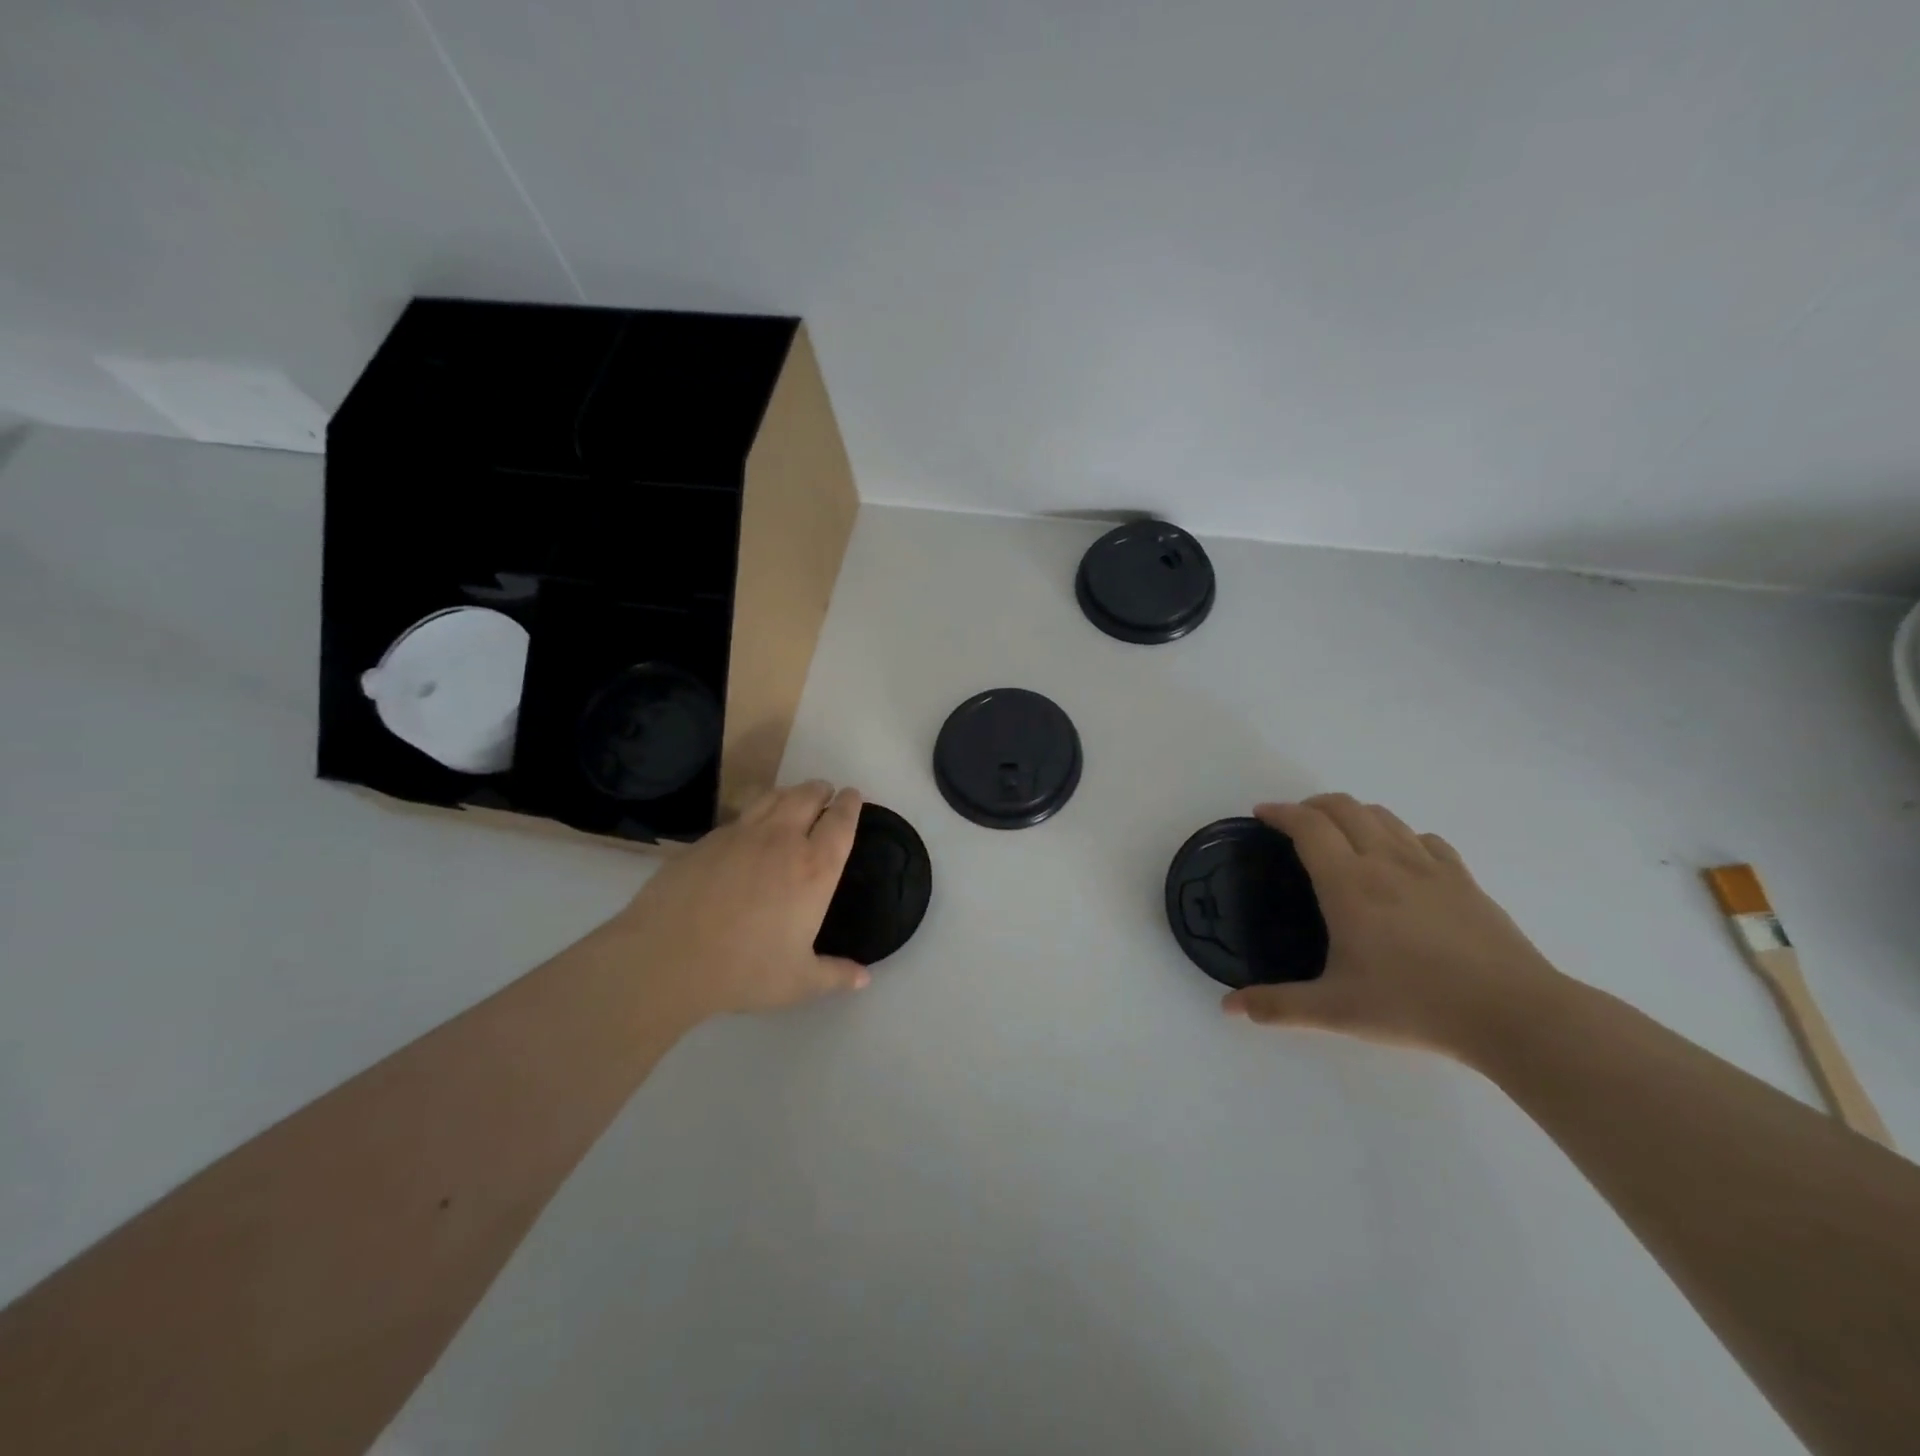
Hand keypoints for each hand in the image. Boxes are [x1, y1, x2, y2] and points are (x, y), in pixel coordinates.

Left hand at [594, 780, 870, 1021]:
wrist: (668, 957)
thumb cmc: (745, 970)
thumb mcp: (798, 981)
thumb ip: (835, 976)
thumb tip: (864, 979)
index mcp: (814, 869)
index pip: (840, 822)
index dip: (849, 804)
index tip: (852, 796)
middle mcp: (782, 841)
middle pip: (807, 796)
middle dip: (820, 790)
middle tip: (824, 793)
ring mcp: (741, 835)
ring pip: (773, 797)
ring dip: (789, 793)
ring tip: (792, 800)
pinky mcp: (707, 840)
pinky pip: (740, 815)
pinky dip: (755, 812)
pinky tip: (749, 829)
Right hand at [1221, 794, 1563, 1058]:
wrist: (1514, 1014)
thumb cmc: (1415, 1005)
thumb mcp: (1336, 1011)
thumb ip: (1277, 1006)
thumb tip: (1229, 1008)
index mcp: (1348, 883)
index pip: (1308, 826)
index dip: (1280, 812)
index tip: (1261, 814)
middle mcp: (1385, 861)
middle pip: (1344, 807)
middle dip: (1312, 805)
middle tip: (1294, 823)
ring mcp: (1430, 866)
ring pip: (1384, 816)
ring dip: (1353, 814)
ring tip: (1340, 835)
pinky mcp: (1464, 880)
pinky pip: (1424, 839)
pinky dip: (1399, 835)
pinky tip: (1398, 859)